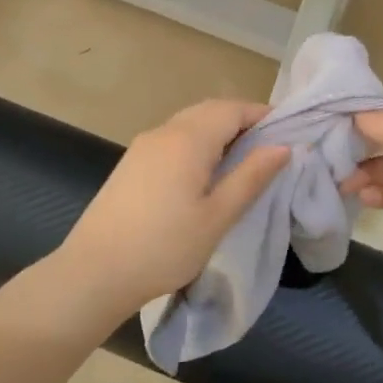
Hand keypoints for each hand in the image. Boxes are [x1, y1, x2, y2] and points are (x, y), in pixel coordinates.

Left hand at [56, 99, 289, 326]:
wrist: (94, 273)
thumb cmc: (164, 247)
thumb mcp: (218, 216)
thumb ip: (251, 177)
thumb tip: (283, 147)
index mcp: (188, 139)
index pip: (233, 109)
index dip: (263, 115)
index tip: (289, 133)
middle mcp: (164, 132)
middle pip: (210, 111)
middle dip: (242, 121)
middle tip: (269, 149)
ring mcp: (142, 147)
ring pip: (189, 124)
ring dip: (218, 133)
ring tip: (242, 163)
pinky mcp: (131, 164)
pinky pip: (172, 140)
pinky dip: (197, 145)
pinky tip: (204, 175)